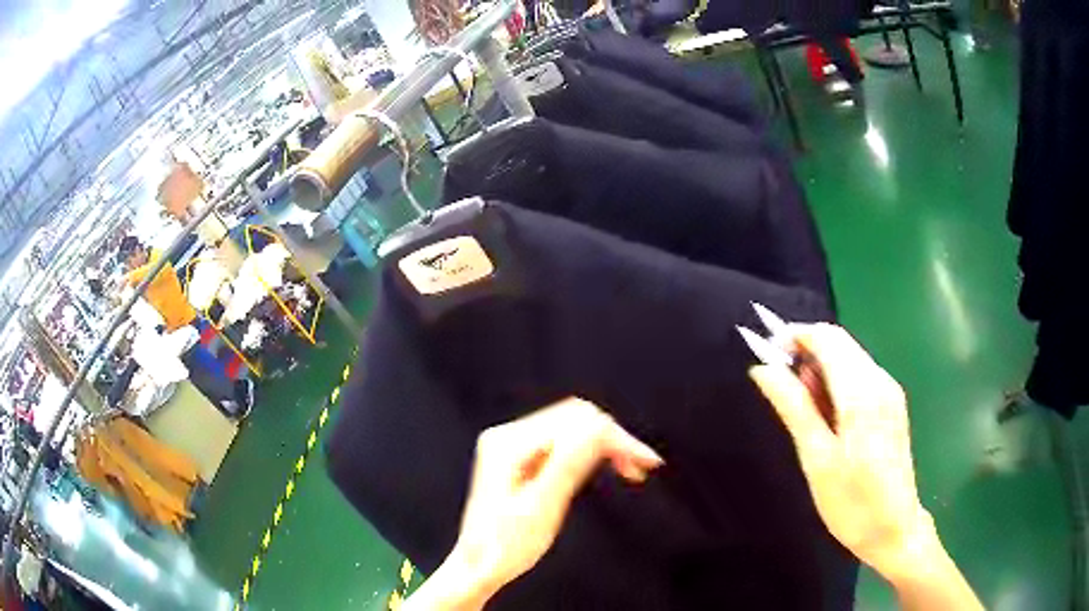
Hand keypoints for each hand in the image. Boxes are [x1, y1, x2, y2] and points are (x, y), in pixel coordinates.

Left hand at [404, 398, 662, 609]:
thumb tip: (602, 427)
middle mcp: (508, 437)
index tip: (646, 461)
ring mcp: (511, 446)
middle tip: (641, 466)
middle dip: (612, 438)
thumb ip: (569, 464)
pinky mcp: (518, 458)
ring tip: (630, 469)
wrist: (477, 566)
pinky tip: (605, 467)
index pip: (576, 424)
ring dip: (604, 444)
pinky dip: (588, 453)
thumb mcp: (541, 507)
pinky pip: (562, 443)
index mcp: (509, 445)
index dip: (615, 439)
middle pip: (574, 419)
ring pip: (571, 428)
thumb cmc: (504, 546)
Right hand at [748, 324, 930, 576]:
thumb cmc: (851, 503)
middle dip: (807, 352)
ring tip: (804, 411)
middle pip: (839, 342)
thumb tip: (763, 370)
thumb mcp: (817, 459)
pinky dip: (838, 382)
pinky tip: (829, 417)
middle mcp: (880, 381)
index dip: (794, 336)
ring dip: (821, 369)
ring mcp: (890, 391)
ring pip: (850, 358)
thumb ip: (794, 408)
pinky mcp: (893, 404)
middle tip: (783, 389)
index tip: (768, 355)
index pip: (827, 338)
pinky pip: (860, 375)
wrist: (894, 529)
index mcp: (861, 393)